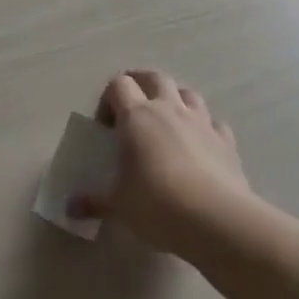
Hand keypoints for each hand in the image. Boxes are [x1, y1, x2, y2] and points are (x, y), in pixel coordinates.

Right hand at [73, 70, 251, 256]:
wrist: (218, 220)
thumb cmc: (157, 204)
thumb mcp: (118, 205)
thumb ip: (94, 202)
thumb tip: (70, 208)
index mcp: (137, 116)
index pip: (119, 85)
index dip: (109, 99)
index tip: (106, 126)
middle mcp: (169, 109)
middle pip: (155, 77)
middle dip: (142, 84)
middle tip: (133, 108)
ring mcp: (201, 123)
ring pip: (188, 93)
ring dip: (176, 100)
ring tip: (167, 122)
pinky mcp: (227, 142)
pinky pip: (215, 123)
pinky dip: (205, 128)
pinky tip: (201, 146)